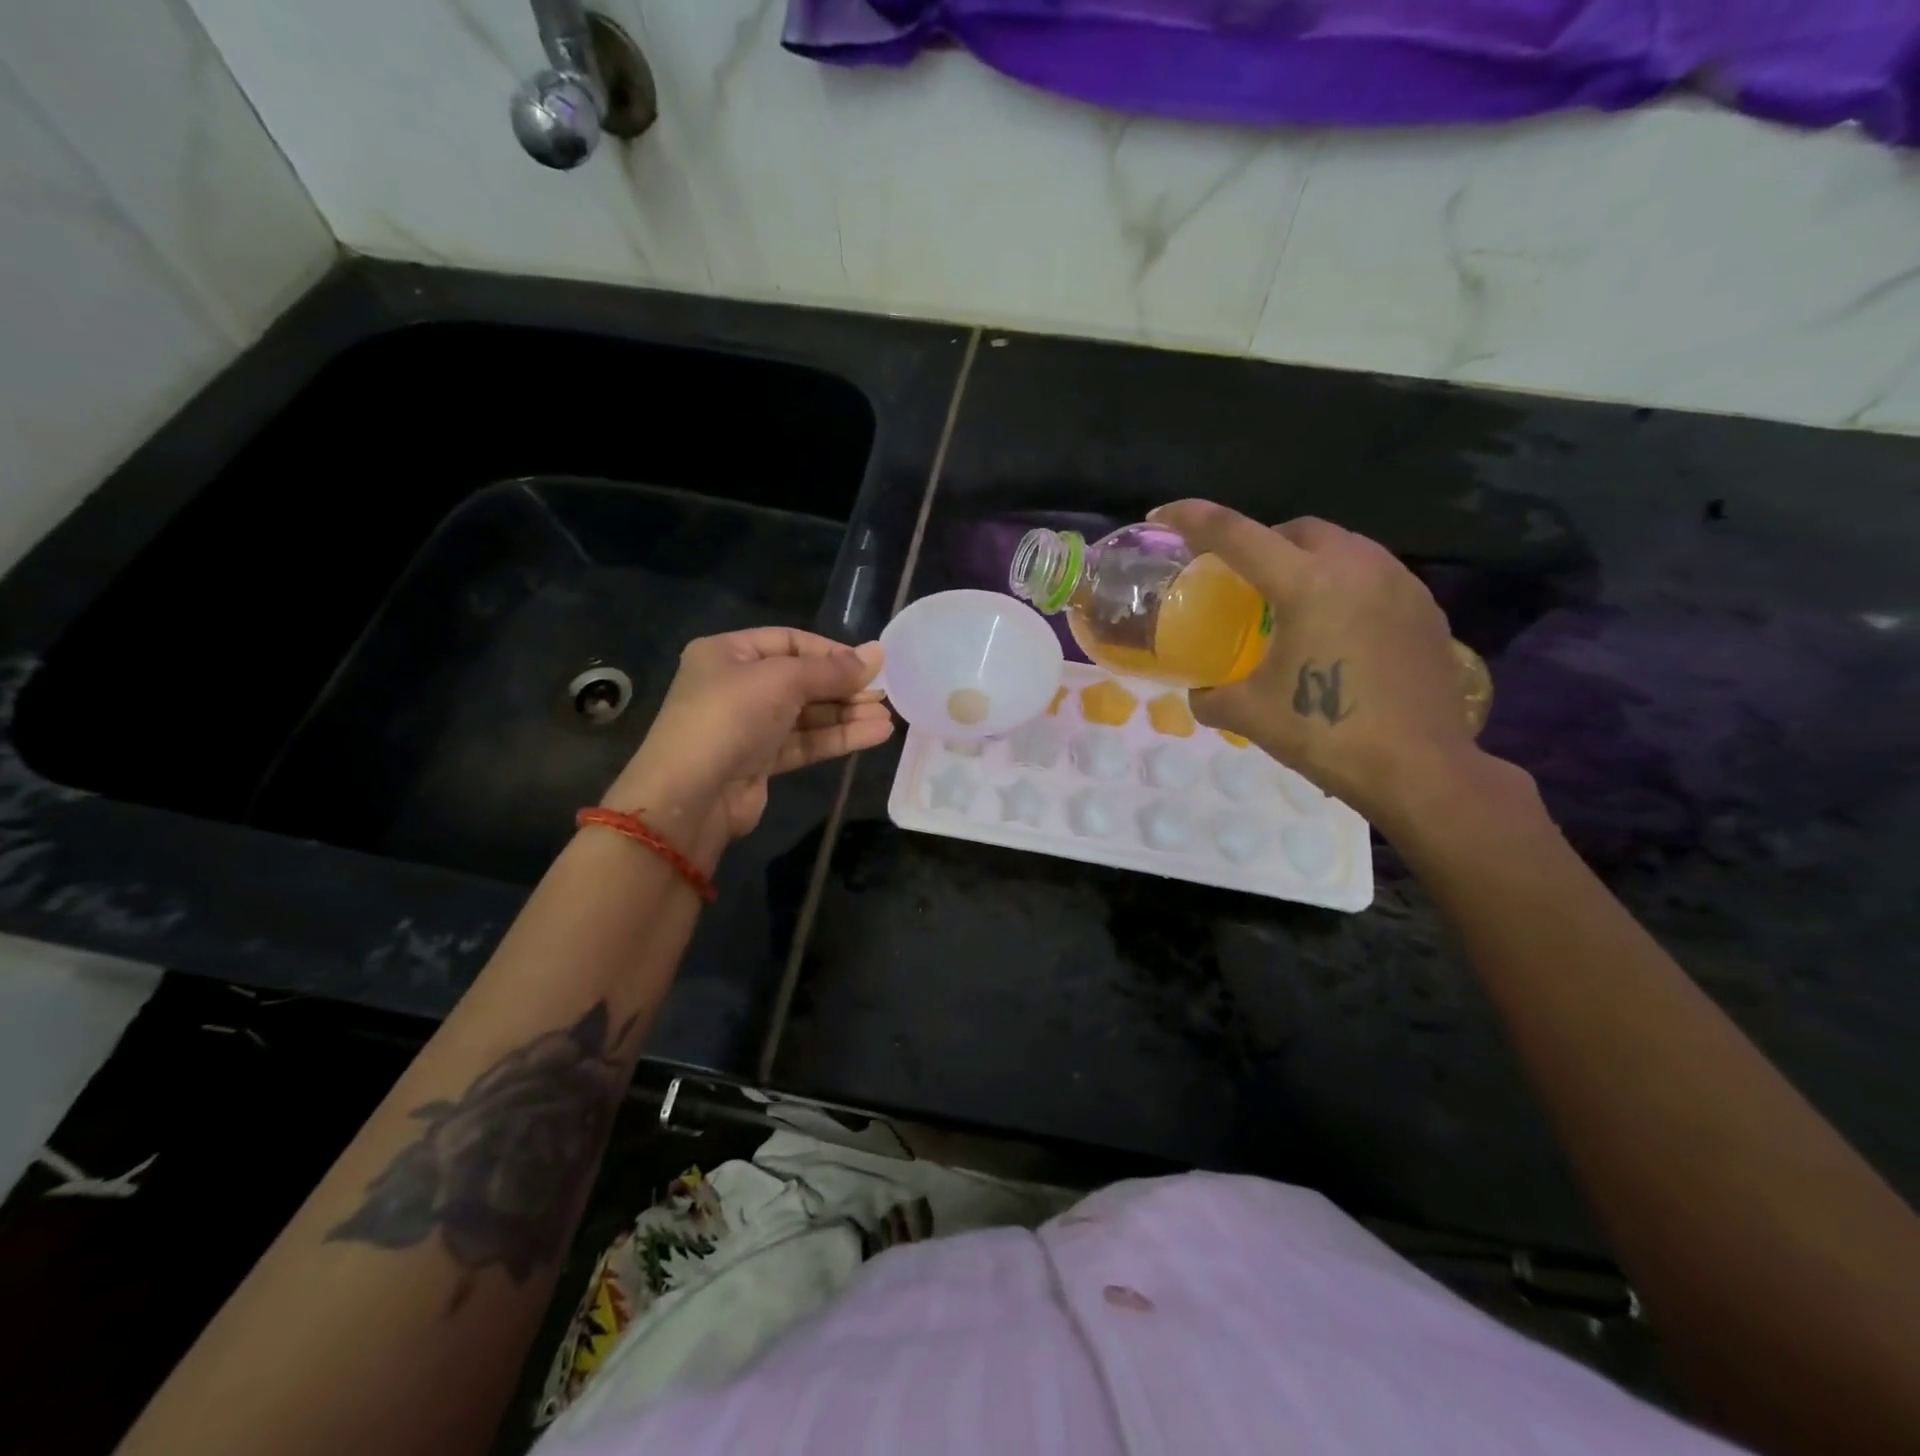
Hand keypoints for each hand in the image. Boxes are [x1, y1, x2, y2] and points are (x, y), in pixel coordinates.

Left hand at [602, 628, 892, 861]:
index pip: (789, 641)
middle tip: (884, 693)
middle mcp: (736, 686)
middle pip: (801, 679)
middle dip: (843, 687)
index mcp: (728, 653)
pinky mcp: (760, 761)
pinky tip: (874, 734)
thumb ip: (832, 670)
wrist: (690, 796)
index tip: (869, 664)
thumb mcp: (782, 681)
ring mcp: (748, 726)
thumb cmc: (730, 718)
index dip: (831, 652)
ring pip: (807, 714)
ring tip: (887, 717)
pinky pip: (805, 742)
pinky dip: (838, 737)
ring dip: (847, 715)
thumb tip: (877, 654)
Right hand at [1149, 500, 1485, 831]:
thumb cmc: (1326, 734)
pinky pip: (1373, 574)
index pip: (1235, 534)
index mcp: (1306, 583)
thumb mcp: (1249, 715)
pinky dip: (1342, 584)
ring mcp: (1399, 583)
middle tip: (1239, 576)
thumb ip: (1210, 696)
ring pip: (1342, 546)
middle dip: (1261, 540)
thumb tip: (1199, 692)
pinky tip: (1335, 627)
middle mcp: (1356, 566)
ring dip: (1306, 559)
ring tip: (1288, 601)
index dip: (1192, 518)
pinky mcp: (1425, 607)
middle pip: (1296, 529)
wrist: (1420, 769)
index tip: (1162, 515)